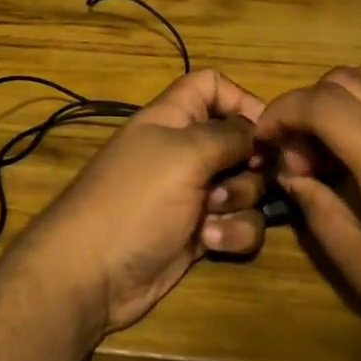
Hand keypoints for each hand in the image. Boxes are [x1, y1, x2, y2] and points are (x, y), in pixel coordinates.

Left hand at [12, 69, 268, 335]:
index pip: (210, 85)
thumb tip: (259, 131)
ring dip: (240, 201)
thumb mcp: (185, 154)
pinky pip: (238, 224)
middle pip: (240, 141)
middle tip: (242, 175)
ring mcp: (193, 194)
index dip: (240, 99)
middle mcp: (185, 152)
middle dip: (250, 162)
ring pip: (246, 186)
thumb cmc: (136, 199)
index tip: (266, 128)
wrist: (94, 274)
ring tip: (211, 215)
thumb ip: (230, 135)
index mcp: (173, 119)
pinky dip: (232, 233)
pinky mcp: (200, 233)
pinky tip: (209, 242)